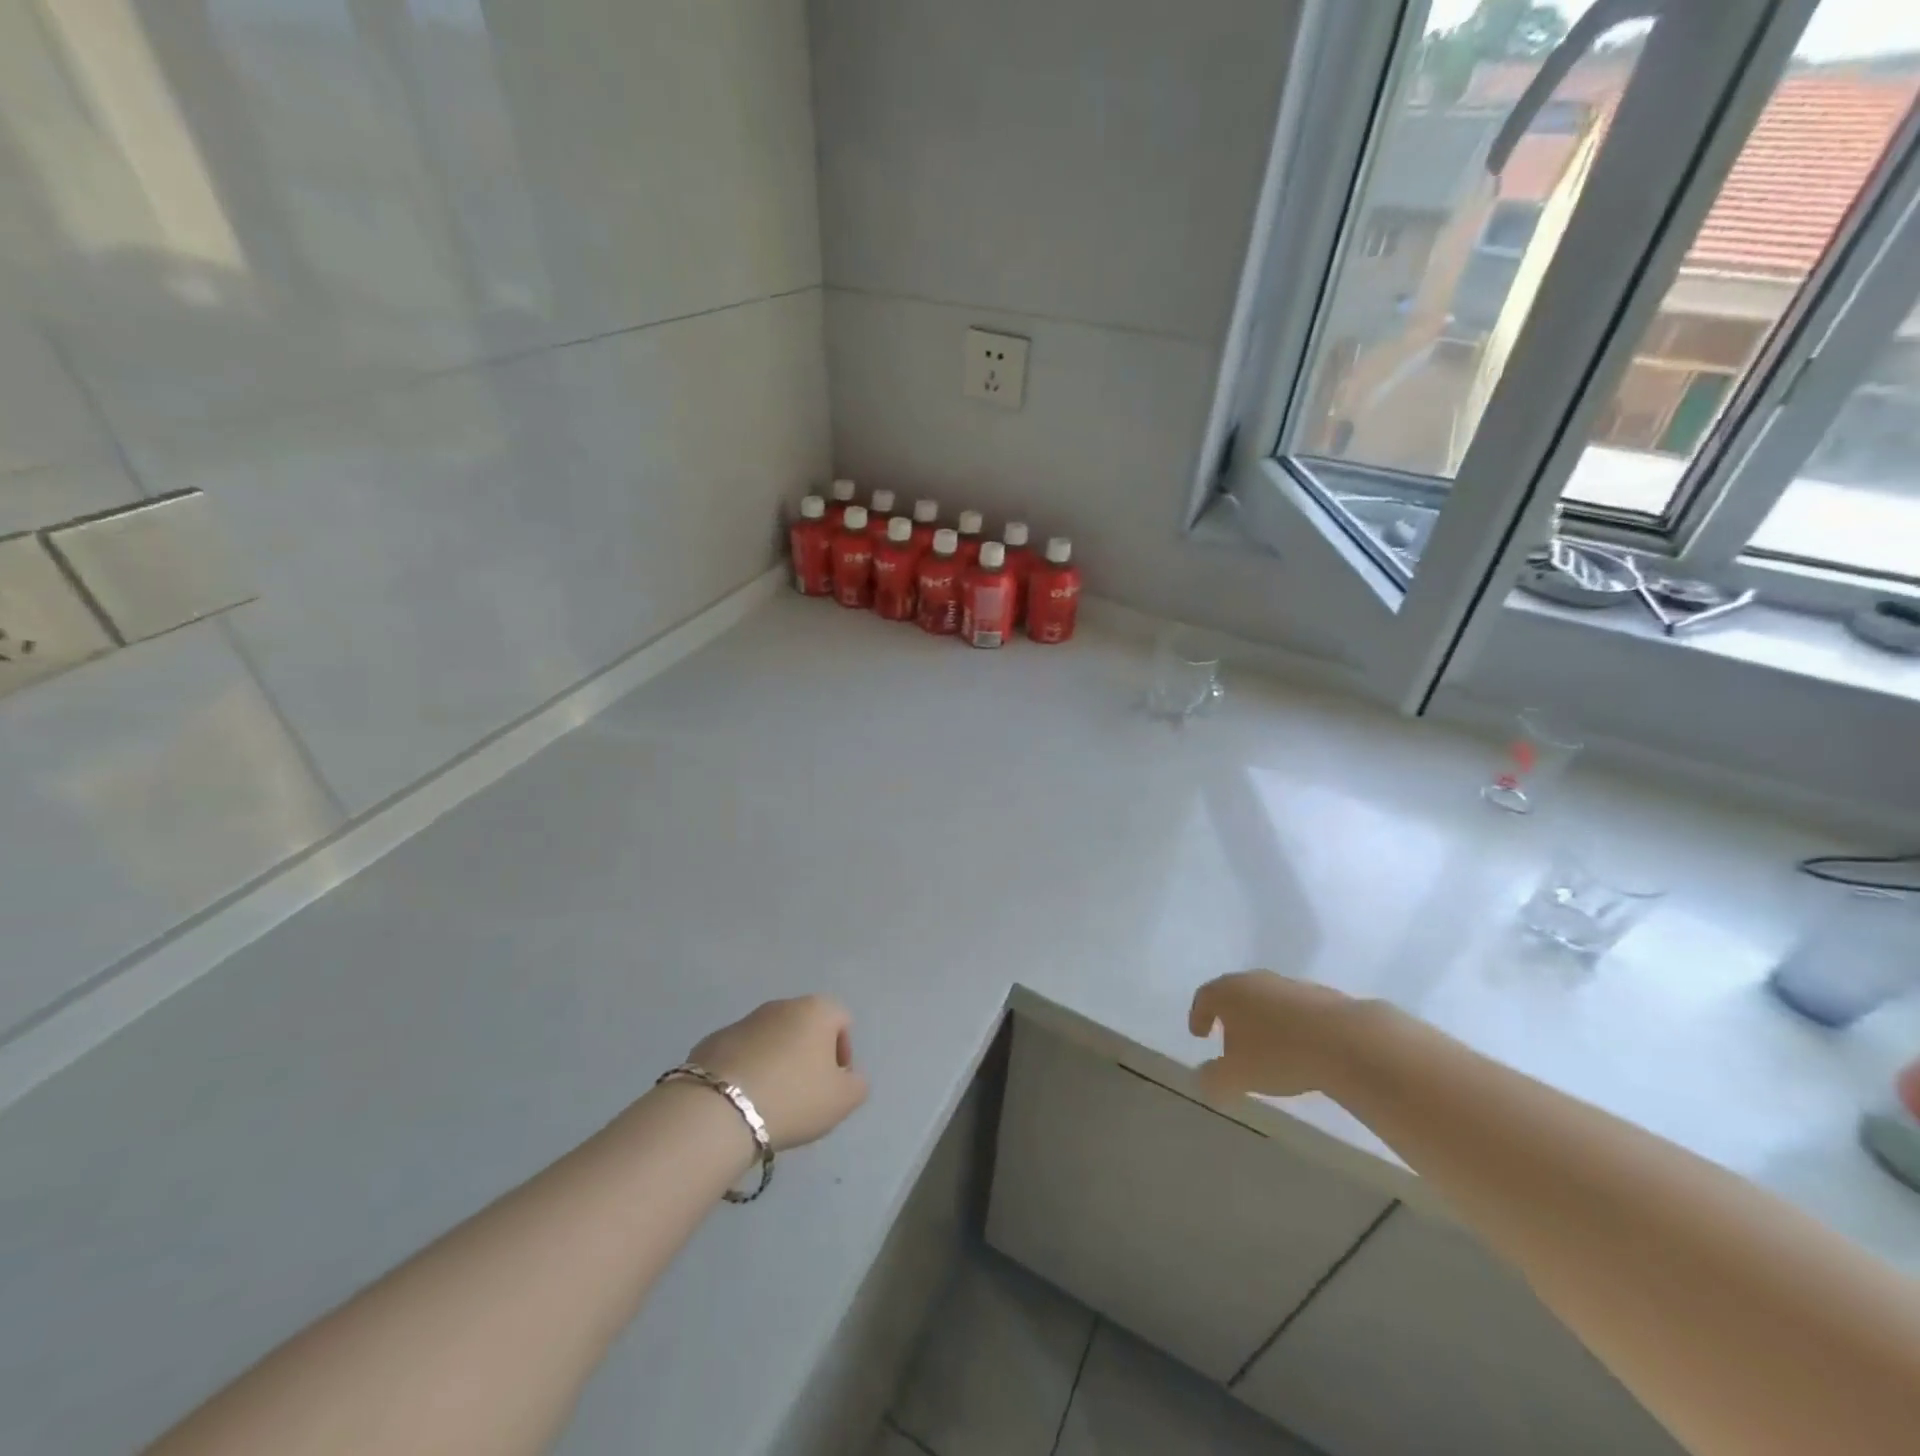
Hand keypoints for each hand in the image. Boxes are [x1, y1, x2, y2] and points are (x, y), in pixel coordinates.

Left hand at [686, 996, 868, 1151]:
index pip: (842, 1020)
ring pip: (771, 1040)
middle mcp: (781, 1005)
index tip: (833, 1085)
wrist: (719, 1110)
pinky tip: (742, 1102)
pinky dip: (746, 1071)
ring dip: (776, 1063)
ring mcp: (744, 1021)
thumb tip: (848, 1077)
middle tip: (804, 1095)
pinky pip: (740, 1055)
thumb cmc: (793, 1098)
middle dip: (808, 1057)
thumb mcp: (843, 1100)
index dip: (843, 1053)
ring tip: (770, 1102)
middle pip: (805, 1027)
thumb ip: (857, 1084)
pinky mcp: (712, 1041)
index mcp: (816, 1010)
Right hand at [1188, 971, 1359, 1099]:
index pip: (1205, 997)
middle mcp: (1256, 980)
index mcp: (1229, 992)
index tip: (1199, 1034)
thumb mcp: (1237, 1076)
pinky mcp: (1322, 995)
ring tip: (1268, 1049)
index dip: (1198, 1015)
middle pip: (1235, 994)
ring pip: (1267, 1000)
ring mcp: (1290, 985)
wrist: (1346, 1041)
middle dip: (1230, 1017)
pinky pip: (1295, 1009)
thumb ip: (1213, 1078)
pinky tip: (1300, 1048)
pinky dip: (1290, 1025)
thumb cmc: (1279, 1054)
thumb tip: (1202, 1079)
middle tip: (1230, 1040)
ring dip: (1262, 1020)